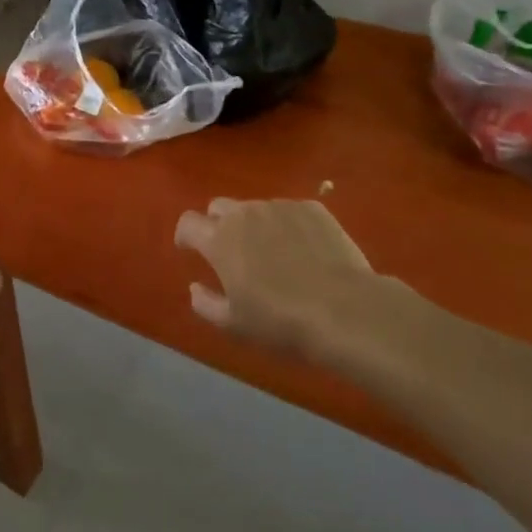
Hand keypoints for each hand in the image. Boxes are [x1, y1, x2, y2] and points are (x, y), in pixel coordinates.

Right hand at [175, 198, 384, 360]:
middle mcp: (244, 213)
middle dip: (218, 224)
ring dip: (255, 225)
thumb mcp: (234, 324)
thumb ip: (205, 303)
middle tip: (232, 252)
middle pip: (219, 207)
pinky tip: (305, 251)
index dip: (186, 235)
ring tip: (274, 254)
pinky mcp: (311, 208)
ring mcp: (280, 206)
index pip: (188, 222)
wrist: (345, 310)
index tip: (190, 249)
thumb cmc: (281, 321)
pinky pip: (290, 211)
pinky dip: (288, 226)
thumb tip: (194, 287)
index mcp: (219, 239)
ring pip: (256, 208)